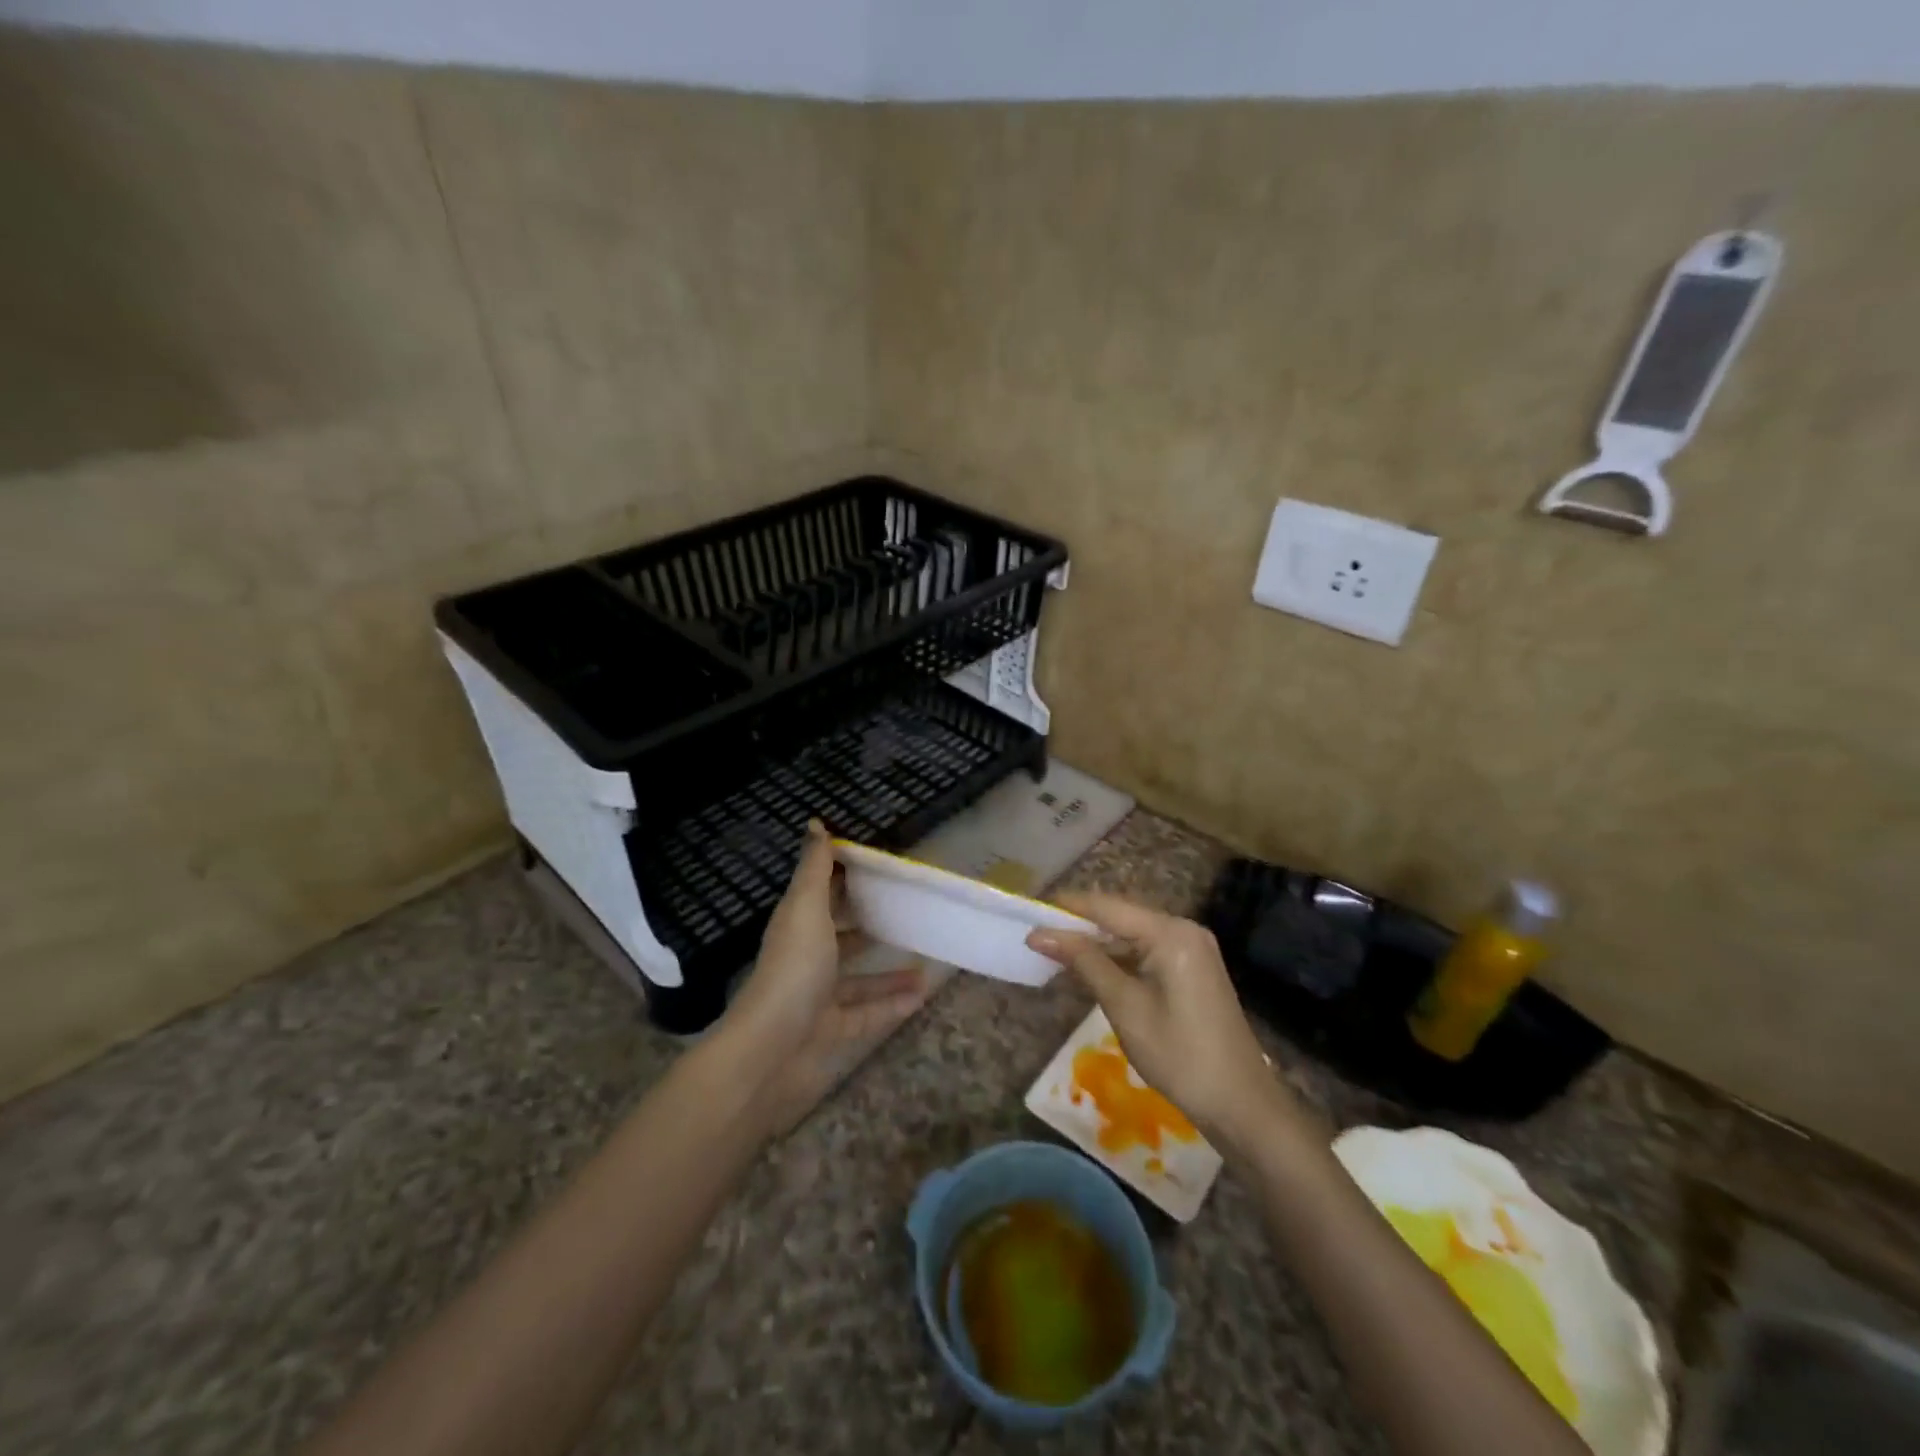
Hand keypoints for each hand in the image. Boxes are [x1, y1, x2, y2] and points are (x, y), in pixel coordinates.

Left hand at [719, 822, 928, 1135]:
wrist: (771, 1049)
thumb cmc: (793, 969)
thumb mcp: (805, 909)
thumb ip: (814, 868)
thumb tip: (815, 822)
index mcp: (798, 925)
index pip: (821, 891)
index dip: (844, 875)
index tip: (879, 864)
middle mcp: (807, 957)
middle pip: (841, 935)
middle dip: (868, 923)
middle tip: (907, 911)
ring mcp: (818, 996)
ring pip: (859, 979)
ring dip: (889, 971)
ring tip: (924, 959)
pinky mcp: (832, 1030)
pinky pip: (868, 1014)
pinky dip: (893, 1005)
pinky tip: (922, 995)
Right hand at [1028, 895, 1285, 1147]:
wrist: (1241, 1104)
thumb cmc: (1179, 1055)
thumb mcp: (1124, 1006)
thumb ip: (1083, 962)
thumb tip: (1039, 934)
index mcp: (1170, 932)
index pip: (1106, 906)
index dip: (1065, 908)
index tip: (1028, 913)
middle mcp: (1183, 929)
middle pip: (1120, 916)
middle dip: (1079, 925)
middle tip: (1036, 936)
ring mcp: (1191, 948)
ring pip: (1131, 934)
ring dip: (1096, 943)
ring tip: (1054, 952)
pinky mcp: (1192, 967)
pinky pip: (1146, 950)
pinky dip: (1118, 958)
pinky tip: (1092, 970)